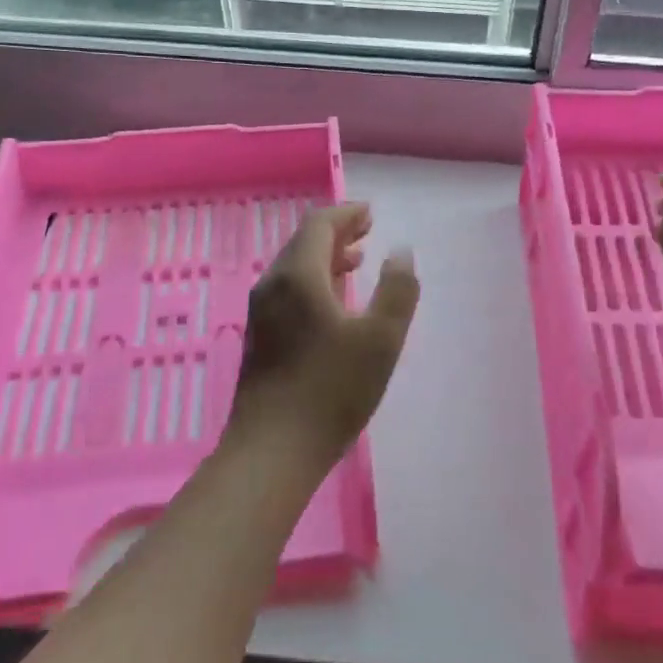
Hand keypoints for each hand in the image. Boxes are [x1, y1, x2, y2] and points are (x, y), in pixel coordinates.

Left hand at [226, 202, 418, 467]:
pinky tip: (333, 303)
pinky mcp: (261, 338)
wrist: (273, 449)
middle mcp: (273, 285)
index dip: (346, 214)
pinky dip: (314, 281)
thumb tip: (401, 251)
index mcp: (298, 276)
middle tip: (367, 230)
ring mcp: (262, 313)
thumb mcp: (380, 339)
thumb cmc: (331, 390)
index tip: (370, 212)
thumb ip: (397, 290)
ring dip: (325, 257)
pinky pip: (289, 291)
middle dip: (336, 232)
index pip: (319, 225)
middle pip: (302, 242)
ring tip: (356, 260)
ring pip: (294, 268)